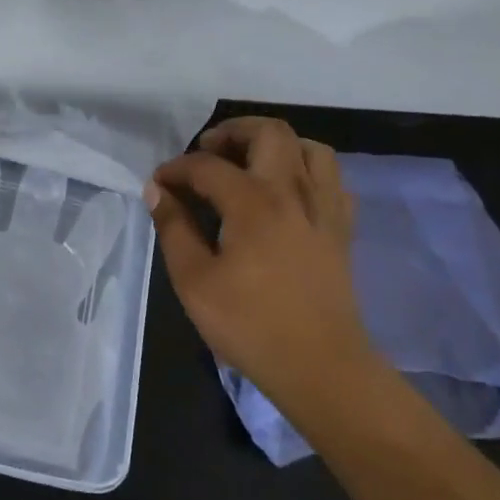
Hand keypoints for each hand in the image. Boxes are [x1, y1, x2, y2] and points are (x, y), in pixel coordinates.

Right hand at [145, 116, 373, 399]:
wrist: (321, 367)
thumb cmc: (250, 325)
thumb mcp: (194, 281)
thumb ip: (174, 229)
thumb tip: (157, 191)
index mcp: (253, 203)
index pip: (208, 166)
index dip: (177, 168)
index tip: (159, 183)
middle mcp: (293, 192)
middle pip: (269, 132)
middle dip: (232, 132)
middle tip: (207, 151)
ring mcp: (324, 208)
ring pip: (309, 147)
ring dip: (276, 144)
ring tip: (249, 163)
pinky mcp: (342, 229)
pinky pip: (331, 179)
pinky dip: (306, 171)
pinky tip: (287, 192)